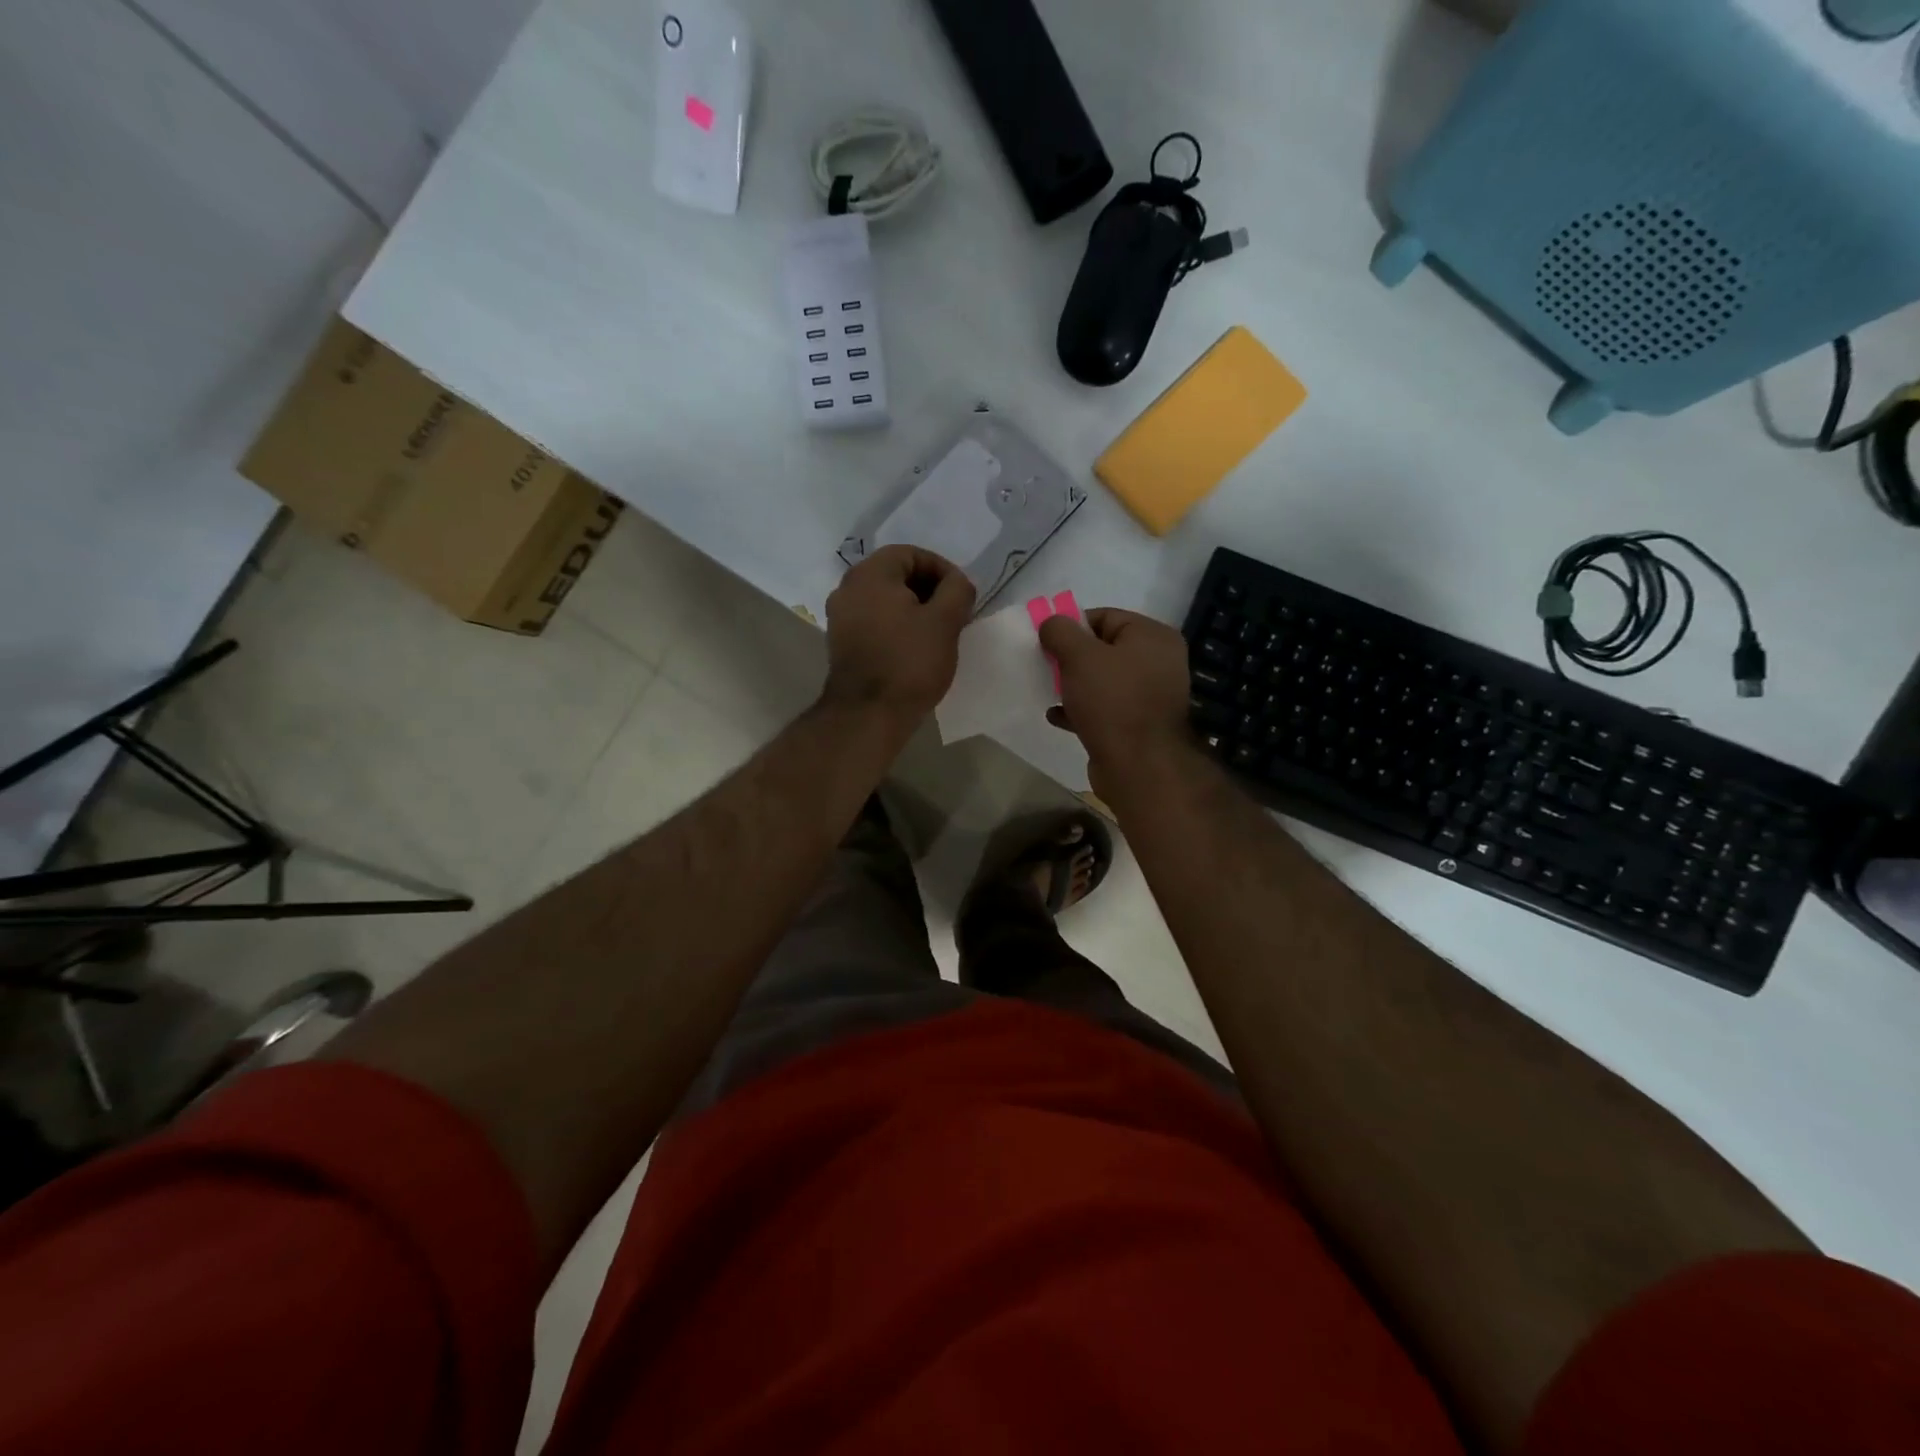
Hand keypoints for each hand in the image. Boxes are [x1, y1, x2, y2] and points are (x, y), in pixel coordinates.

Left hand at [822, 546, 975, 728]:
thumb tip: (958, 583)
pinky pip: (874, 620)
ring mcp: (840, 617)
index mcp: (870, 574)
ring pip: (885, 599)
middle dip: (929, 590)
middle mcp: (847, 588)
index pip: (911, 554)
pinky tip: (916, 647)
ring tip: (939, 632)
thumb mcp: (945, 622)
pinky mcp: (841, 643)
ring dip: (914, 609)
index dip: (942, 570)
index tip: (962, 595)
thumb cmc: (909, 662)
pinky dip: (897, 625)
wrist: (868, 714)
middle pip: (896, 575)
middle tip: (954, 613)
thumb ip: (957, 591)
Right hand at [1039, 608, 1192, 798]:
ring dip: (1072, 684)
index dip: (1072, 625)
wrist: (1139, 766)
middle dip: (1070, 657)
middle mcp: (1157, 662)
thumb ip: (1061, 632)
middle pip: (1103, 649)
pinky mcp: (1136, 725)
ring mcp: (1148, 696)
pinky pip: (1103, 709)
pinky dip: (1079, 709)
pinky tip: (1055, 715)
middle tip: (1044, 665)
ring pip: (1102, 681)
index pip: (1106, 617)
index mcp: (1152, 637)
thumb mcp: (1080, 656)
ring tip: (1046, 690)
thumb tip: (1051, 623)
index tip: (1046, 641)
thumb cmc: (1112, 701)